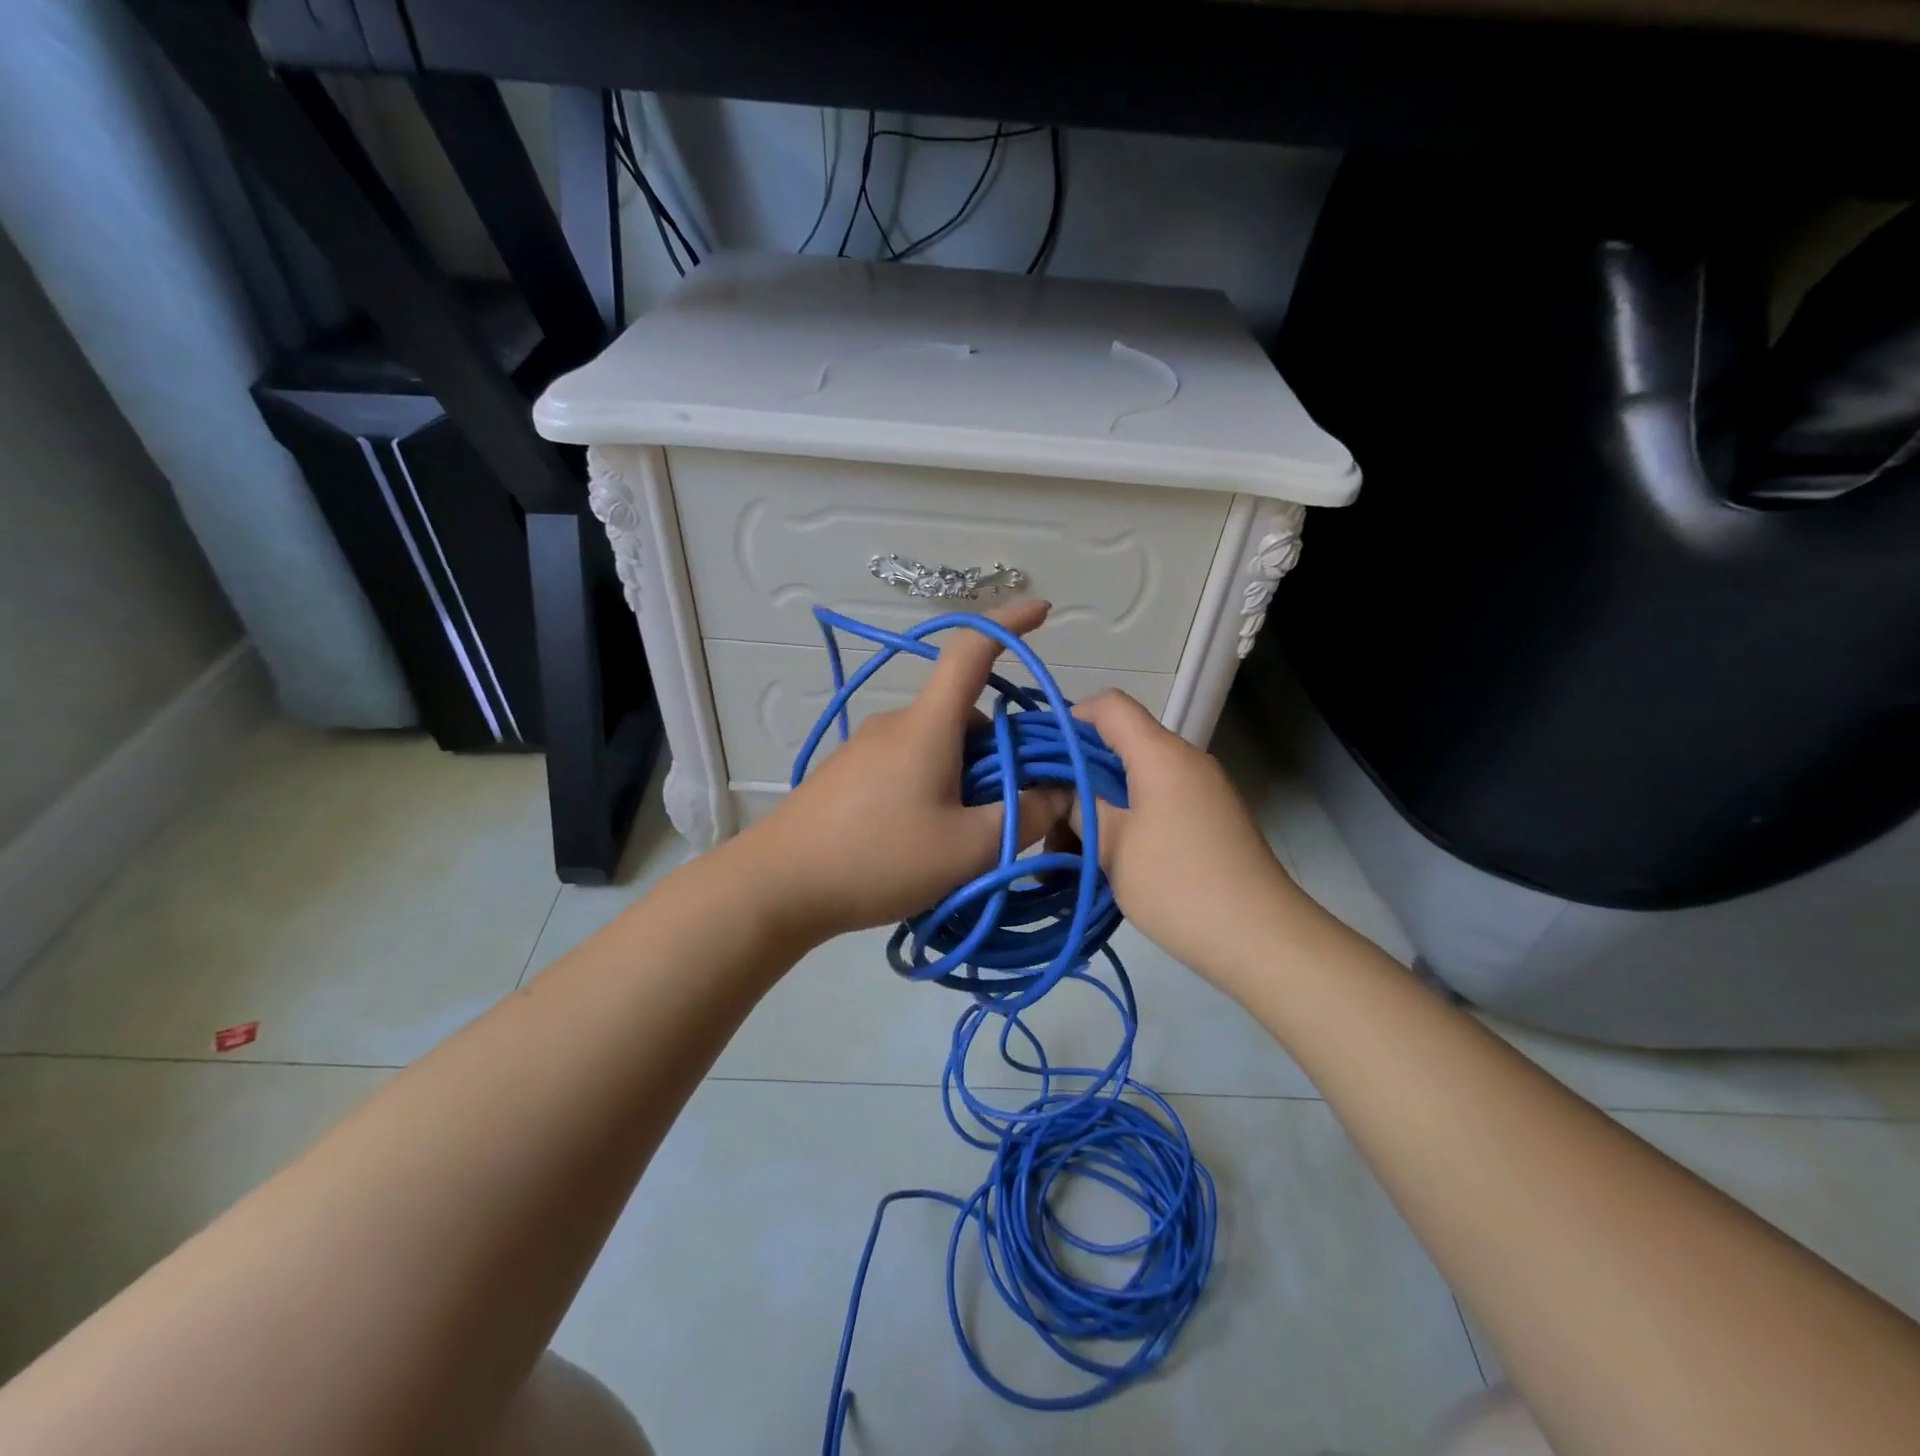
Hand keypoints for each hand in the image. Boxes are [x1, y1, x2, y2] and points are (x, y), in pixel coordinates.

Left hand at [738, 601, 1070, 943]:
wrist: (778, 885)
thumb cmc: (878, 858)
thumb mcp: (968, 849)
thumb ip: (1024, 818)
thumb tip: (1060, 794)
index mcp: (928, 724)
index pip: (973, 651)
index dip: (1011, 624)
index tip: (1043, 610)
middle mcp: (897, 723)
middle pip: (964, 715)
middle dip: (1001, 749)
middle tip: (1015, 806)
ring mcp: (867, 748)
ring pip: (938, 744)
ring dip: (967, 774)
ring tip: (967, 836)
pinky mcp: (849, 774)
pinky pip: (910, 764)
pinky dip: (935, 785)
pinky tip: (926, 838)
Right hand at [1068, 691, 1303, 982]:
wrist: (1261, 939)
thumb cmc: (1179, 884)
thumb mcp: (1113, 846)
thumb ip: (1081, 808)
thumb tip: (1063, 791)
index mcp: (1161, 754)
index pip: (1110, 706)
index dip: (1070, 718)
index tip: (1039, 755)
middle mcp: (1184, 761)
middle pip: (1119, 745)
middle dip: (1075, 775)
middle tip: (1043, 816)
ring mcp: (1200, 791)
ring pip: (1134, 781)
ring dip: (1096, 806)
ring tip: (1064, 853)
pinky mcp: (1207, 820)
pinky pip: (1154, 804)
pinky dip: (1123, 821)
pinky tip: (1099, 859)